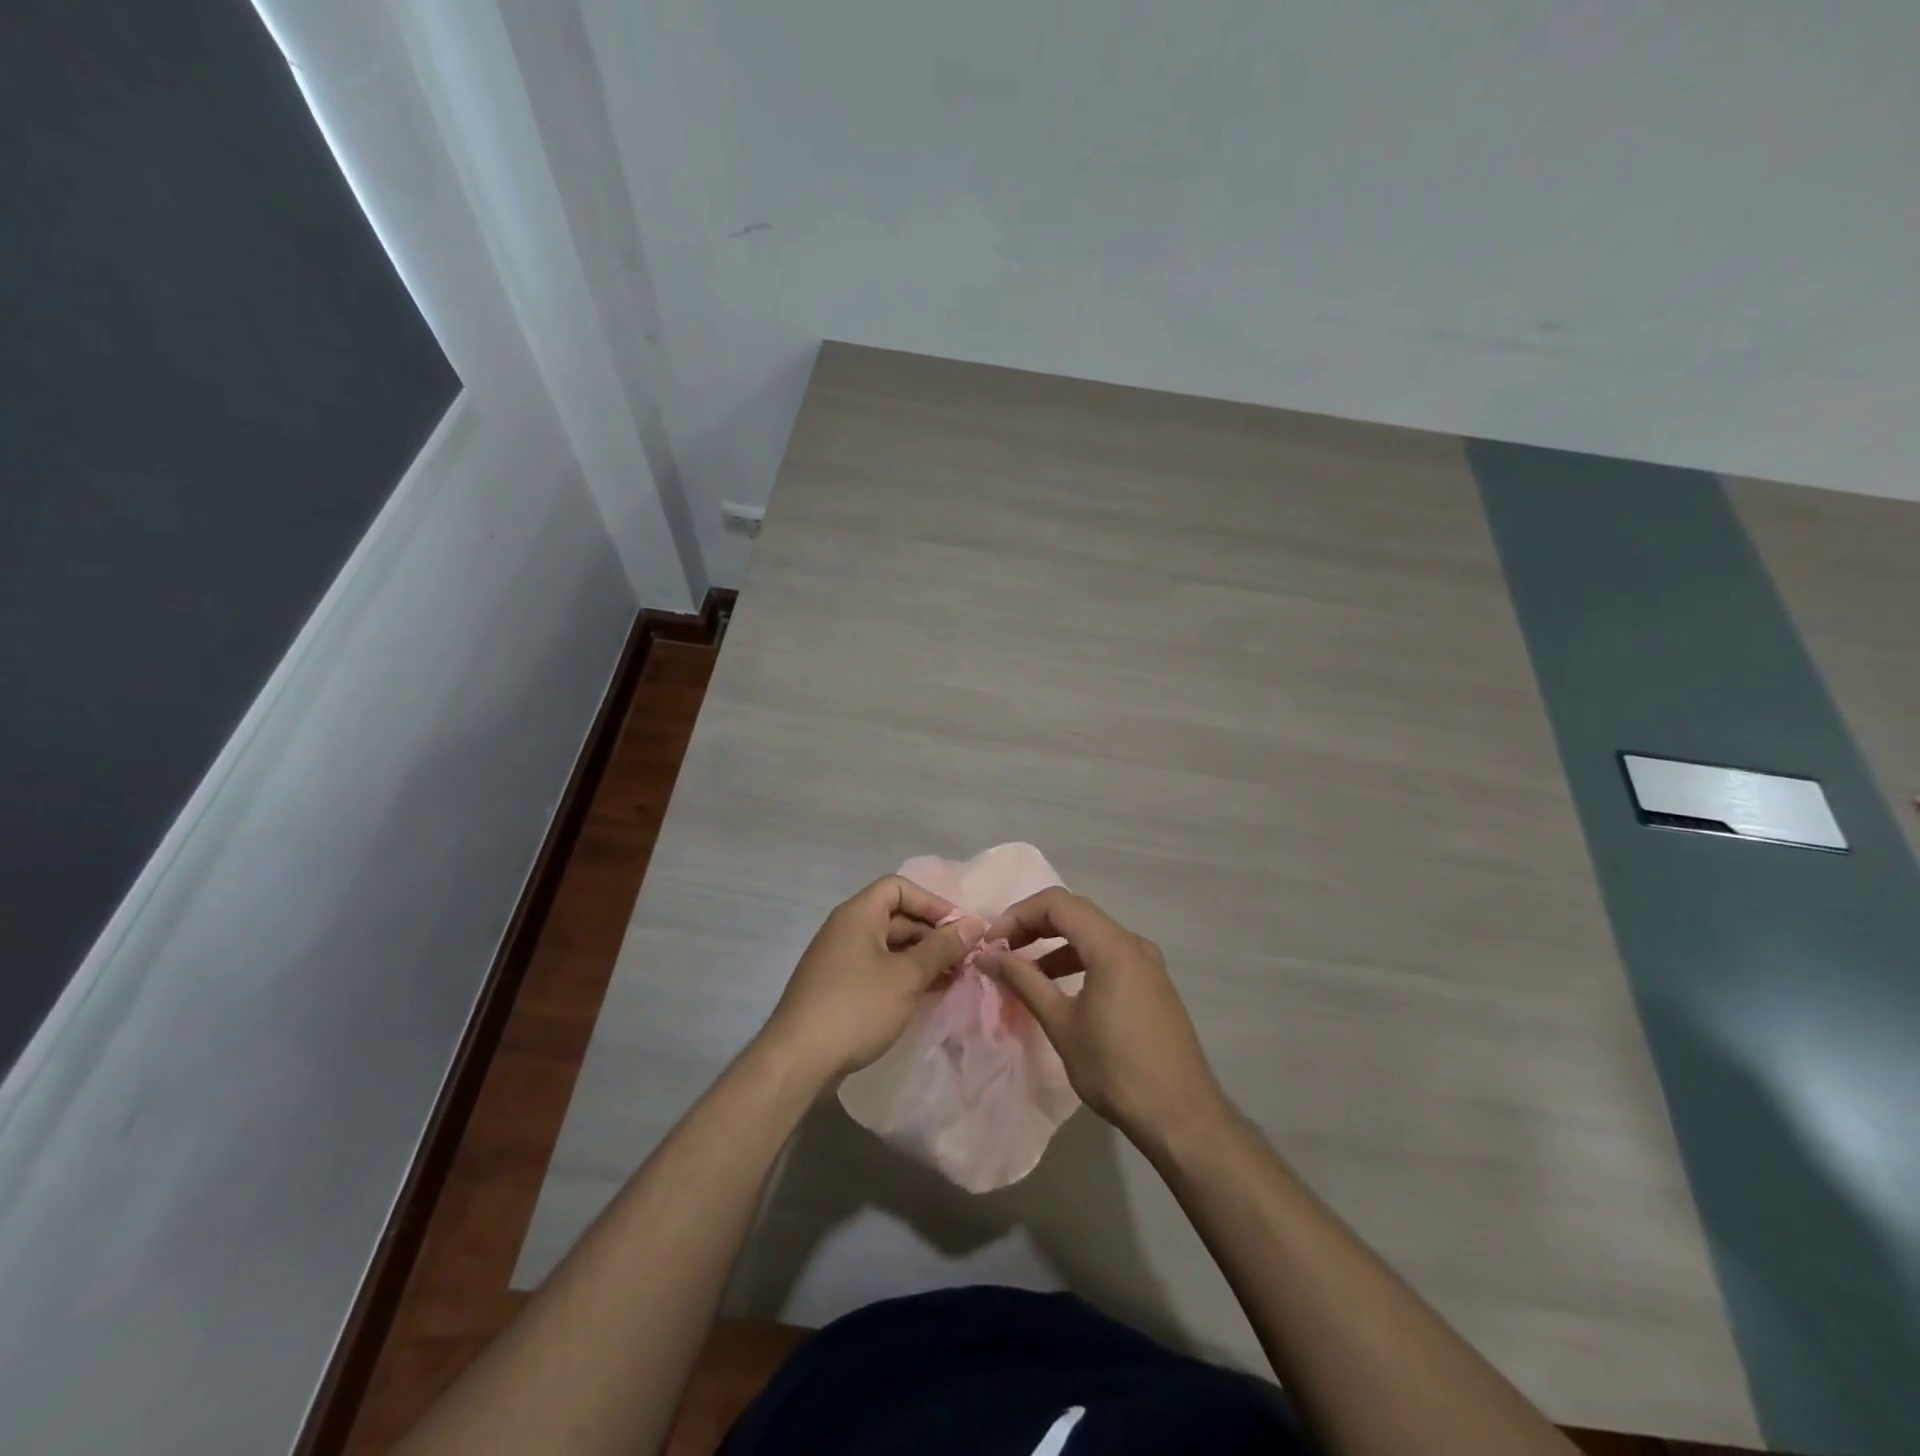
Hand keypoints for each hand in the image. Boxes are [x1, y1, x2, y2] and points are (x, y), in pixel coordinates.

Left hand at [759, 876, 983, 1083]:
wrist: (798, 1060)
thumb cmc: (857, 1007)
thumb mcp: (907, 976)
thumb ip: (943, 948)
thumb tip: (975, 924)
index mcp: (857, 914)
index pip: (899, 888)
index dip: (932, 902)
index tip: (959, 928)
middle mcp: (845, 929)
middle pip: (895, 916)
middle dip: (932, 933)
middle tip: (964, 957)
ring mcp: (839, 959)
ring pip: (888, 945)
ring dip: (921, 957)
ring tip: (953, 977)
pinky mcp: (838, 987)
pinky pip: (877, 968)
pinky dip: (903, 974)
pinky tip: (927, 994)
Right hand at [982, 888, 1227, 1146]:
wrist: (1182, 1117)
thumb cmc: (1115, 1069)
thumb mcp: (1061, 1024)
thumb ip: (1024, 981)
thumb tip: (988, 956)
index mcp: (1112, 946)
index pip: (1057, 903)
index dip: (1018, 914)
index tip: (992, 943)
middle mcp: (1133, 943)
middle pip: (1075, 912)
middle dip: (1034, 925)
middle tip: (1002, 951)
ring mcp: (1147, 963)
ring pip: (1092, 934)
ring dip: (1055, 945)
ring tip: (1024, 972)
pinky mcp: (1153, 984)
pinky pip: (1109, 955)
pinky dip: (1078, 960)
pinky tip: (1059, 989)